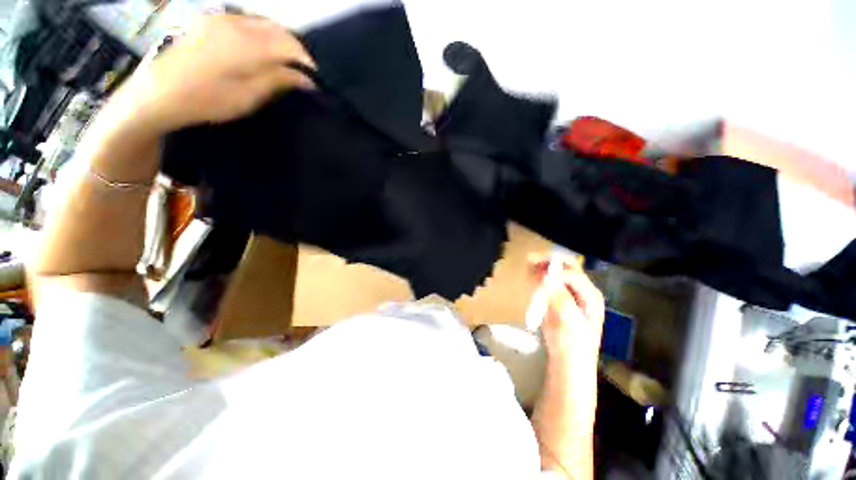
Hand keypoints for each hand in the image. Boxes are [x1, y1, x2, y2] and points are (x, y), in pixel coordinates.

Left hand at [121, 14, 315, 132]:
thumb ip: (278, 81)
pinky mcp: (210, 20)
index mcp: (245, 44)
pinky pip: (246, 20)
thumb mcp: (248, 97)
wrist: (158, 93)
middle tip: (301, 72)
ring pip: (262, 22)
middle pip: (277, 29)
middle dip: (294, 49)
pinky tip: (261, 50)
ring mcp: (220, 18)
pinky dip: (261, 34)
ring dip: (278, 40)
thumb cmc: (206, 100)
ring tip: (284, 62)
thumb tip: (306, 79)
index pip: (289, 45)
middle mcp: (235, 23)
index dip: (306, 61)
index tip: (314, 80)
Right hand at [529, 255, 604, 367]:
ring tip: (528, 266)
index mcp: (590, 295)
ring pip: (557, 273)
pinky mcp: (560, 300)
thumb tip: (547, 277)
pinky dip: (539, 277)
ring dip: (543, 267)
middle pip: (567, 267)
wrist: (568, 364)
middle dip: (548, 262)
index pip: (571, 274)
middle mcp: (583, 291)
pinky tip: (530, 277)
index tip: (534, 278)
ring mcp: (571, 295)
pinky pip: (550, 282)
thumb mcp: (567, 322)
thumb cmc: (571, 346)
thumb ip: (559, 297)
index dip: (553, 273)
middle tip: (529, 261)